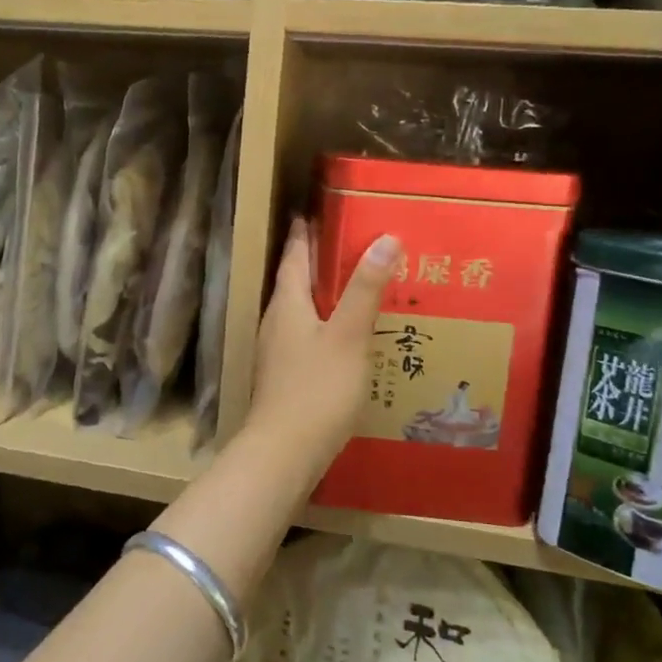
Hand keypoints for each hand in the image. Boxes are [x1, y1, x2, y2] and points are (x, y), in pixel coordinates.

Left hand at [244, 220, 398, 481]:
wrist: (284, 451)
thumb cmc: (317, 389)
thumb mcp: (348, 335)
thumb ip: (365, 289)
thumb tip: (385, 237)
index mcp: (287, 303)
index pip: (294, 255)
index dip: (304, 232)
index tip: (314, 209)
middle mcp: (276, 320)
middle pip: (295, 280)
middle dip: (316, 260)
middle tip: (348, 242)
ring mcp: (278, 350)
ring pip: (300, 308)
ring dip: (322, 293)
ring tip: (354, 284)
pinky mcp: (286, 374)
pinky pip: (306, 334)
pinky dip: (325, 323)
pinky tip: (346, 335)